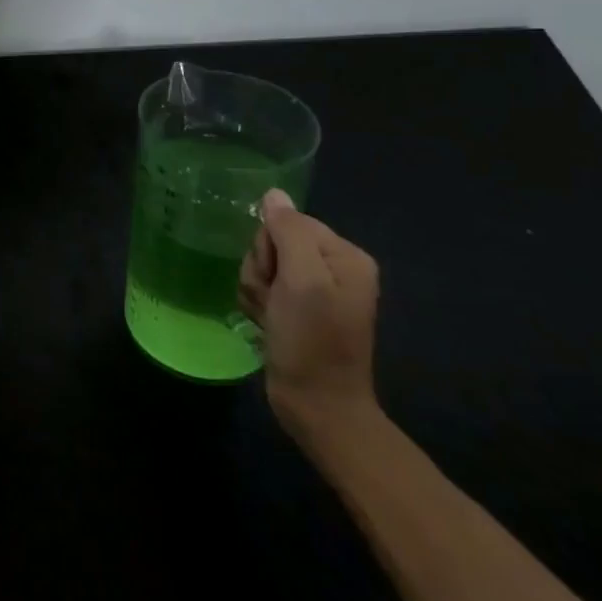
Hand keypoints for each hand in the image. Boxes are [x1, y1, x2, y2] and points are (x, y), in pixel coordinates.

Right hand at [238, 190, 380, 435]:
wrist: (317, 407)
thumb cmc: (312, 341)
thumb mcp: (302, 280)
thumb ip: (288, 231)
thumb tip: (274, 194)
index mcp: (345, 255)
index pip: (288, 222)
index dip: (271, 247)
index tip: (279, 281)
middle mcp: (333, 268)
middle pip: (273, 242)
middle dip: (262, 269)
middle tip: (273, 301)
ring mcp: (315, 291)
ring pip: (262, 265)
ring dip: (256, 290)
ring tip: (269, 317)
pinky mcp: (297, 311)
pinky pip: (263, 288)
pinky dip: (257, 305)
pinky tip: (265, 324)